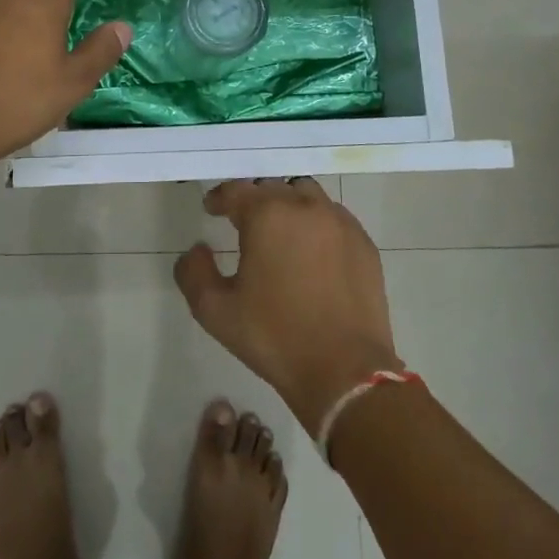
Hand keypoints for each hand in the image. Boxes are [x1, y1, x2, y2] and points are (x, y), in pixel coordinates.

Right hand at [173, 179, 403, 436]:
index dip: (220, 198)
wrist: (344, 371)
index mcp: (267, 215)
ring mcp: (340, 222)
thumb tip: (198, 248)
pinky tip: (311, 250)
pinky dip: (316, 222)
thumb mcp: (215, 311)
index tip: (212, 209)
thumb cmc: (274, 337)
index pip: (236, 190)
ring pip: (306, 195)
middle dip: (253, 199)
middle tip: (242, 221)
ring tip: (279, 230)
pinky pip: (334, 217)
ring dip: (287, 204)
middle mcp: (305, 207)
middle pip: (272, 187)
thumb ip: (194, 271)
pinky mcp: (364, 243)